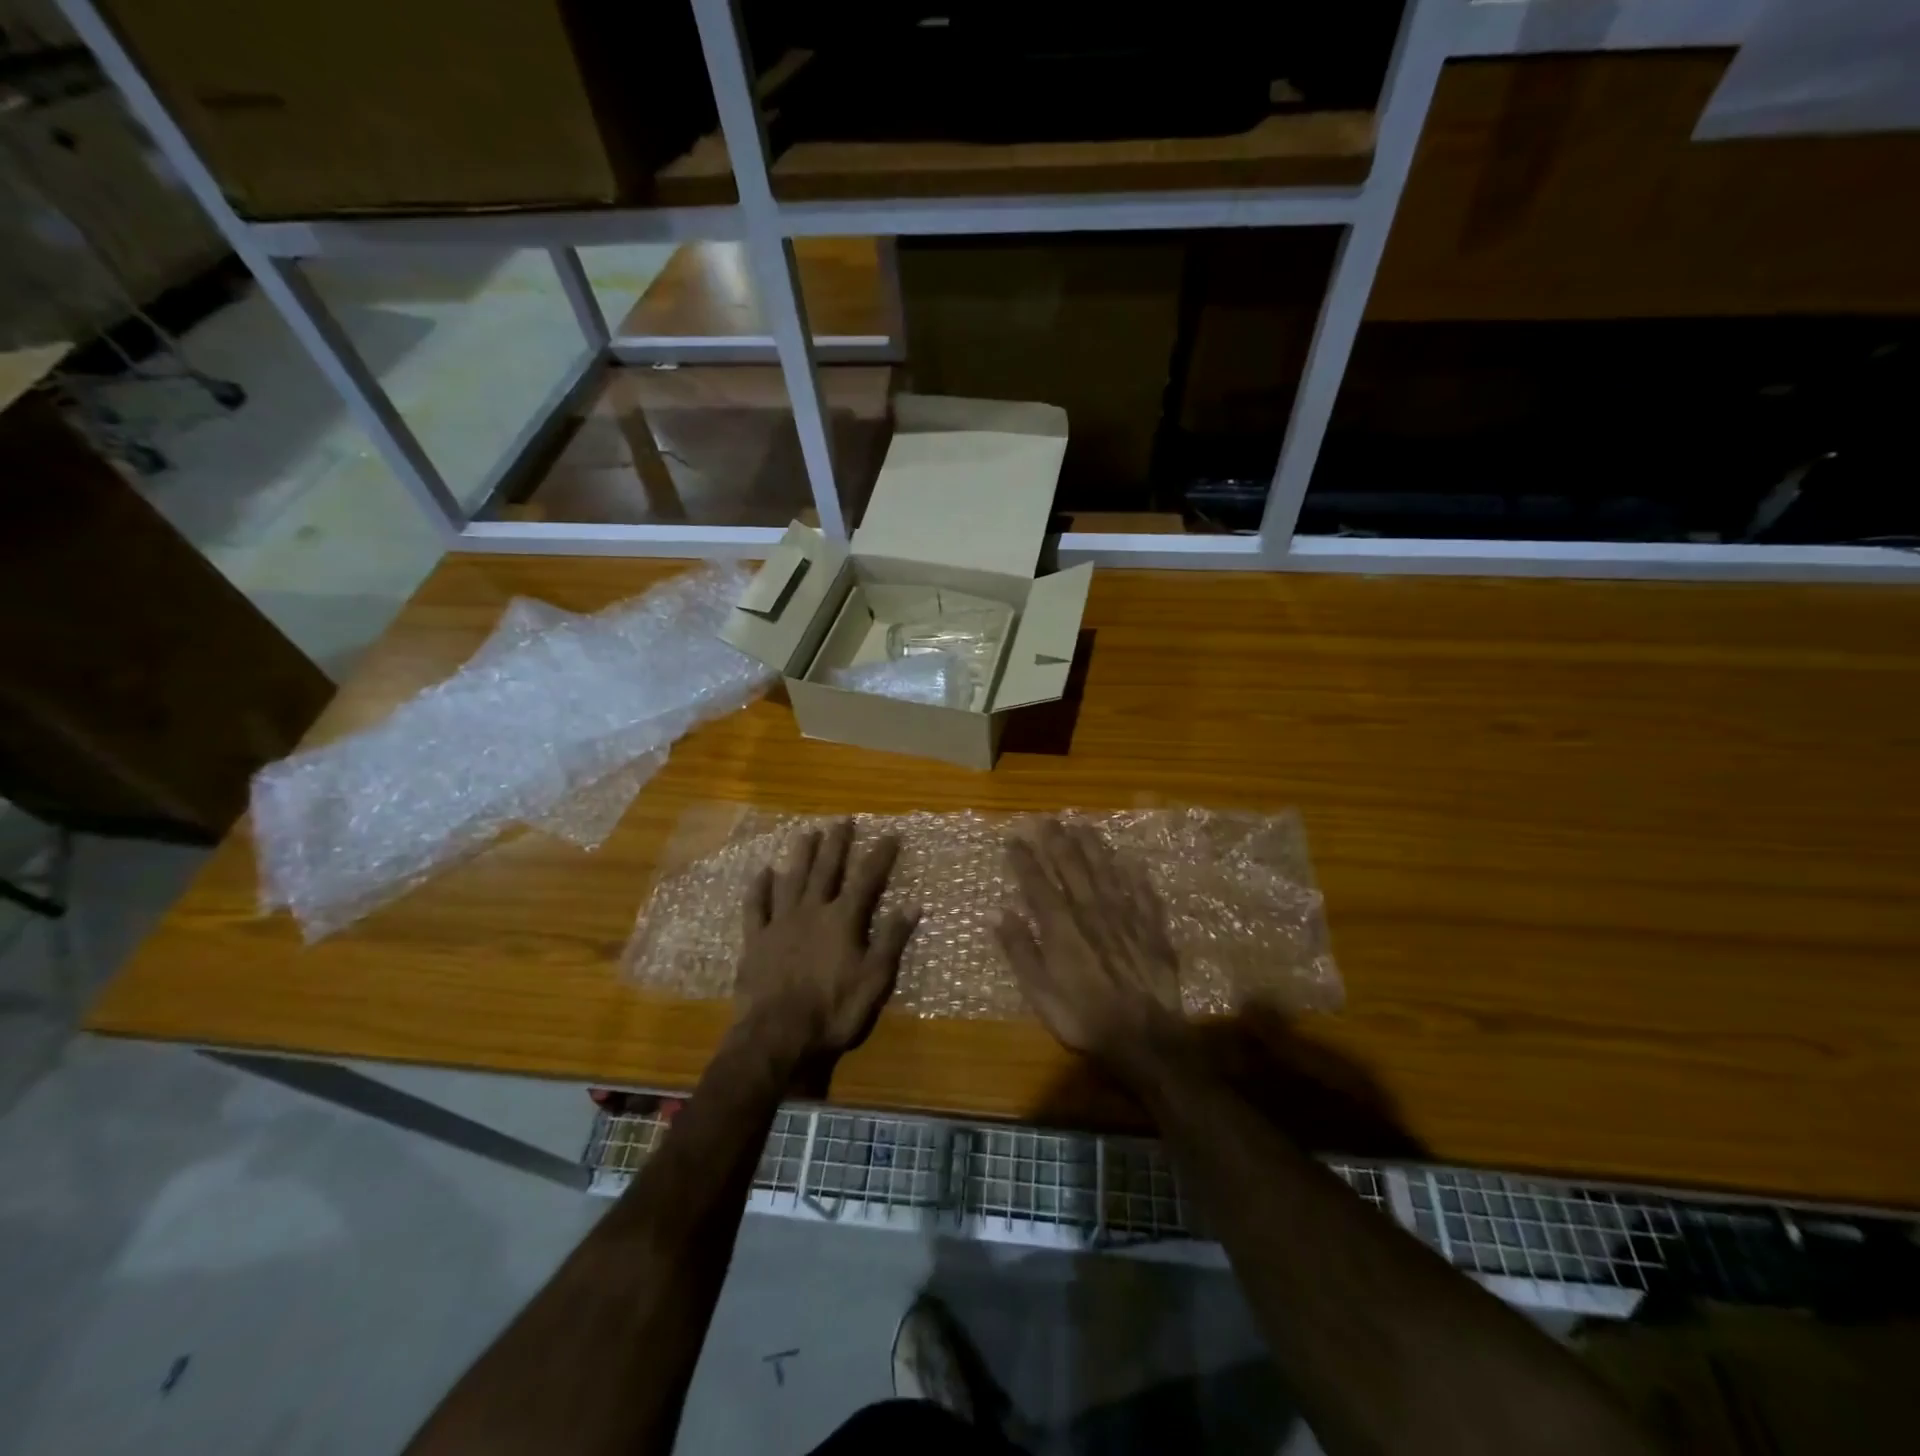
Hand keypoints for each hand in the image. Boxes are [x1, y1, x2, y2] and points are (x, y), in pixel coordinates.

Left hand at [734, 819, 919, 1063]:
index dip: (880, 856)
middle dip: (837, 844)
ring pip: (792, 879)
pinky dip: (760, 888)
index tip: (890, 834)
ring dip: (801, 855)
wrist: (778, 1035)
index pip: (867, 879)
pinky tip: (762, 873)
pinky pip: (757, 906)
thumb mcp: (875, 979)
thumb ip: (892, 939)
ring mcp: (780, 923)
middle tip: (842, 819)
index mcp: (843, 919)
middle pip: (826, 869)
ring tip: (807, 833)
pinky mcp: (756, 940)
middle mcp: (812, 911)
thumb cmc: (834, 1010)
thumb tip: (913, 904)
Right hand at [995, 819, 1188, 1071]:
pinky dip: (1137, 877)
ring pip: (1107, 872)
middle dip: (1058, 841)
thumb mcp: (1039, 992)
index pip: (1037, 884)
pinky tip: (1133, 862)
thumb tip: (998, 913)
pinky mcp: (1152, 930)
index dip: (1024, 860)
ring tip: (1084, 826)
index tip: (1014, 838)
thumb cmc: (1083, 1018)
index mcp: (1061, 927)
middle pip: (1072, 868)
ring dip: (1094, 848)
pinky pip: (1144, 895)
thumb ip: (1019, 950)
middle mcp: (1092, 912)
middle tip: (1048, 819)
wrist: (1144, 1037)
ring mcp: (1125, 918)